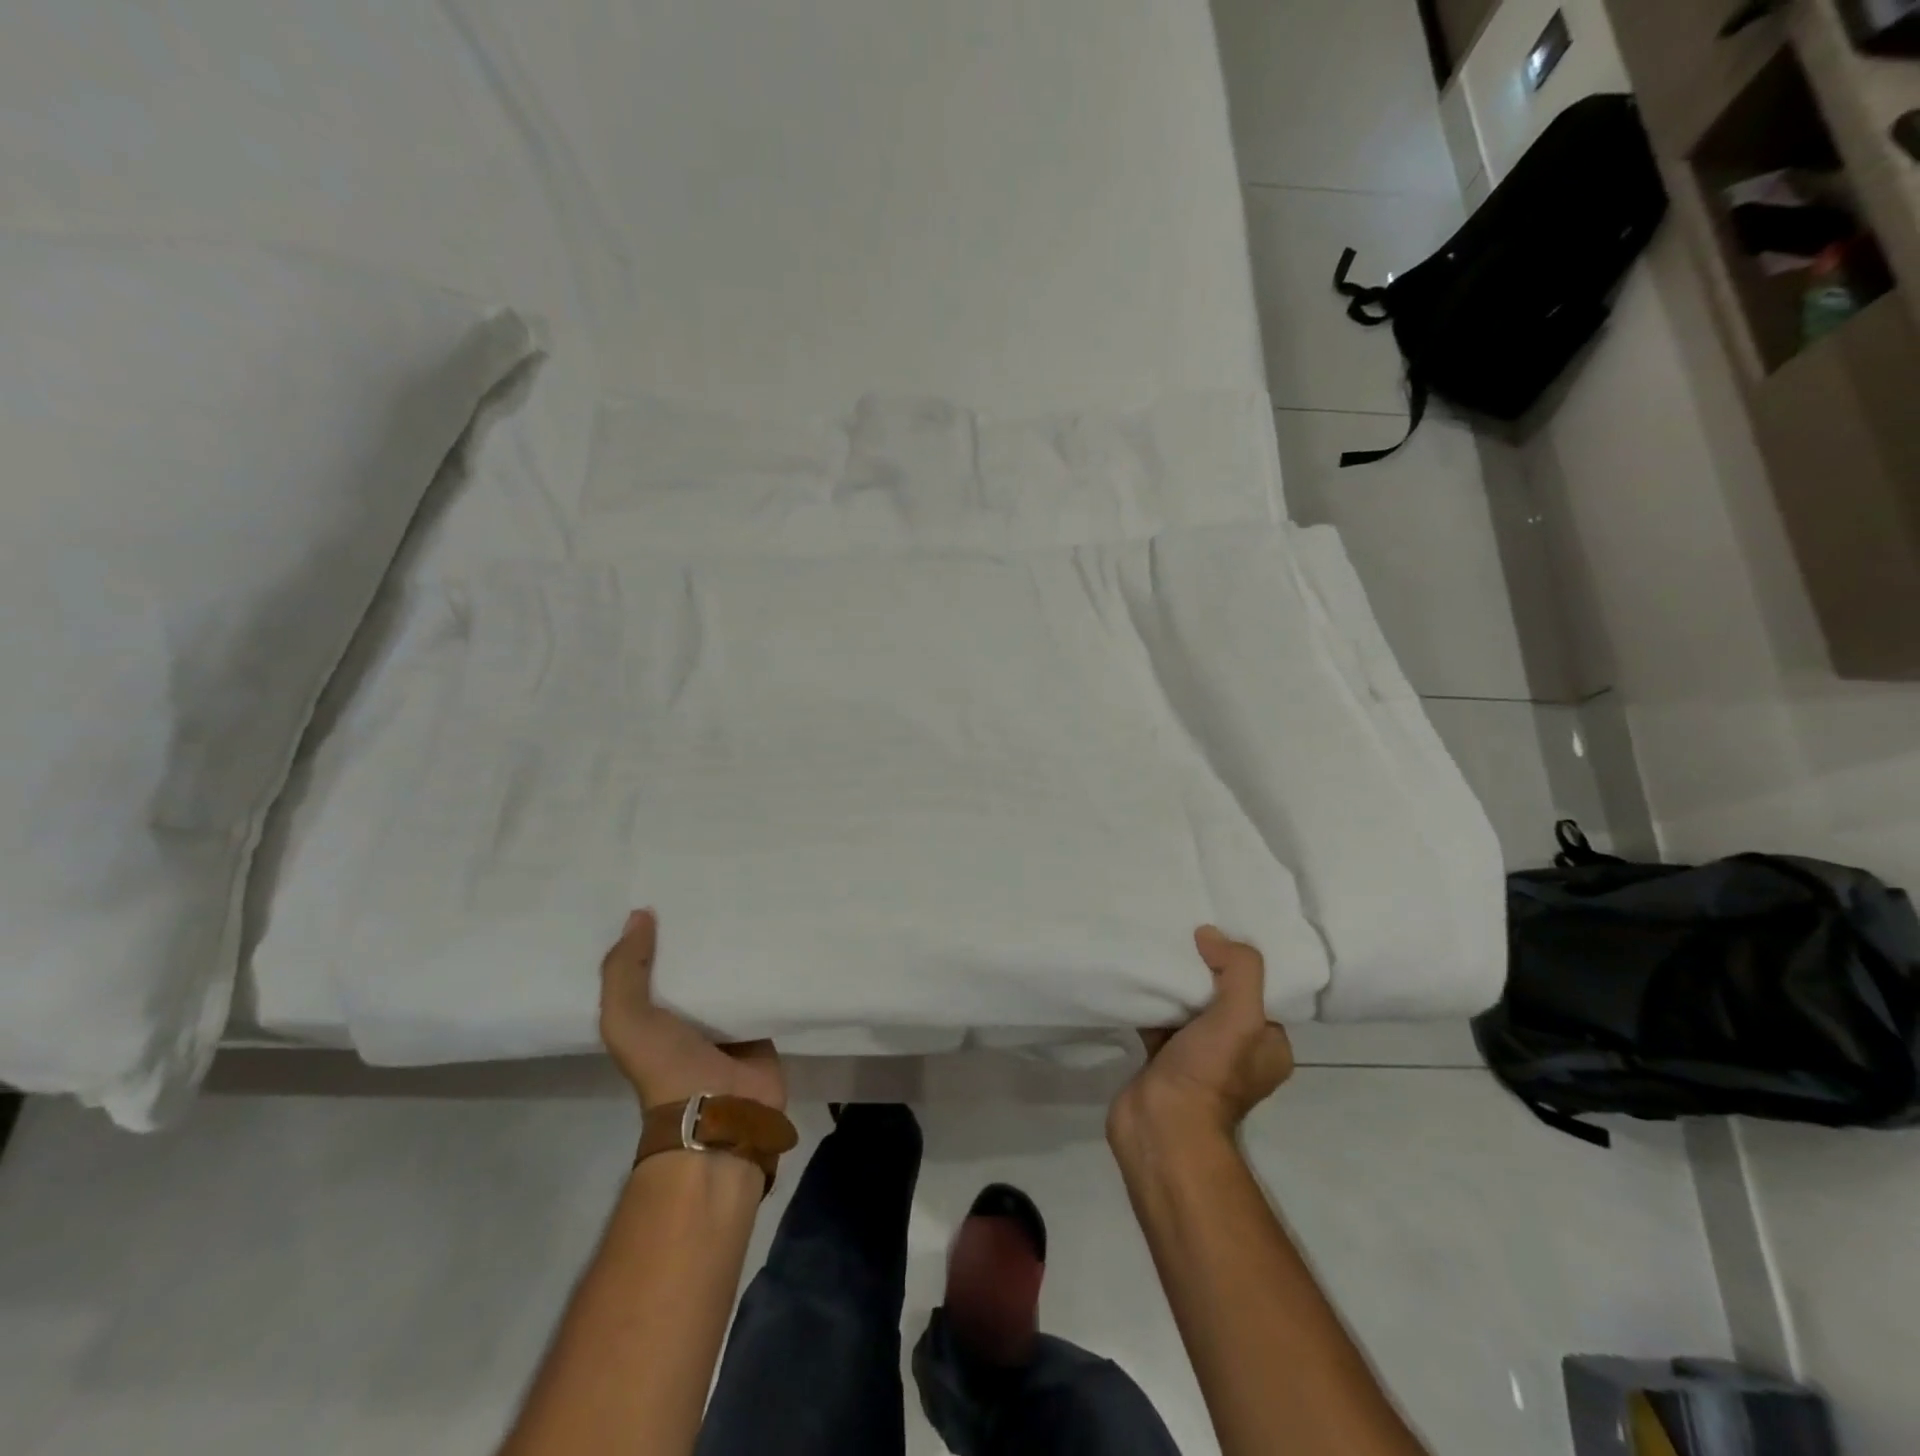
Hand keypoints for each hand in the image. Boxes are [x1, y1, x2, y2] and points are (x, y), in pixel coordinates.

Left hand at [598, 910, 785, 1112]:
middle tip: (717, 886)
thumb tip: (640, 914)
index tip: (668, 891)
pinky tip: (778, 931)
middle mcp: (686, 1014)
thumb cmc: (666, 1064)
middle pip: (695, 964)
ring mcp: (726, 1019)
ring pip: (731, 971)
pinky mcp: (761, 1022)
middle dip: (702, 932)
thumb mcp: (626, 1019)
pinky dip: (769, 965)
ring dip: (738, 945)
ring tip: (750, 898)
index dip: (655, 931)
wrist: (720, 1111)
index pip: (651, 962)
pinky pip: (764, 986)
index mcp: (650, 1013)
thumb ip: (624, 970)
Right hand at [1111, 925, 1293, 1141]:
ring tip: (1158, 945)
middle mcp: (1237, 1052)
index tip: (1220, 933)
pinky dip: (1149, 1000)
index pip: (1263, 992)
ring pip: (1188, 1008)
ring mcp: (1197, 1058)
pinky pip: (1159, 1019)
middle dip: (1204, 968)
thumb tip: (1210, 934)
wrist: (1161, 1126)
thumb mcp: (1241, 1016)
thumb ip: (1238, 969)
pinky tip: (1136, 974)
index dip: (1243, 963)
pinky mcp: (1162, 1060)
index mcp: (1268, 1045)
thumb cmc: (1210, 1073)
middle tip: (1185, 933)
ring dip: (1175, 983)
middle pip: (1221, 996)